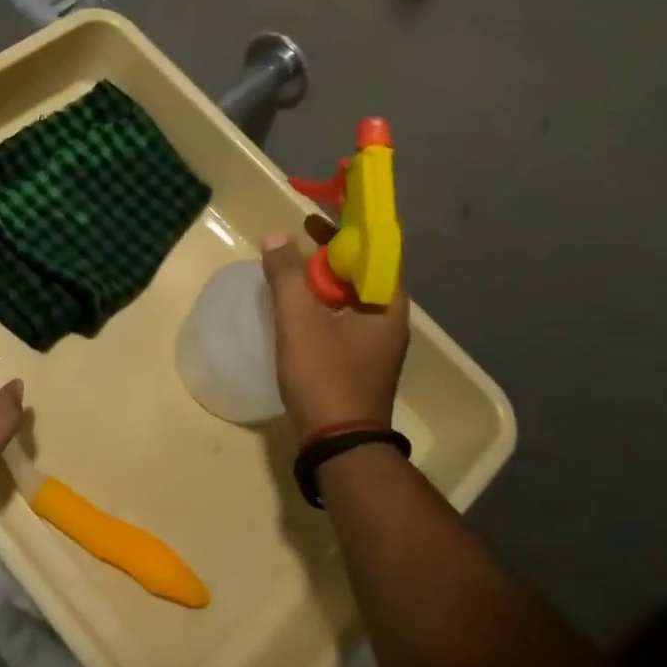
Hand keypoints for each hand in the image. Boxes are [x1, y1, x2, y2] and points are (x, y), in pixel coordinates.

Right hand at [261, 230, 408, 436]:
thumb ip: (287, 276)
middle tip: (300, 239)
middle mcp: (390, 321)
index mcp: (387, 305)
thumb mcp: (299, 322)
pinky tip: (300, 308)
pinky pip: (345, 319)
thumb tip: (276, 235)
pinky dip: (325, 304)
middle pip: (362, 273)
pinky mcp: (362, 362)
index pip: (375, 251)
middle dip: (332, 253)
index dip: (347, 230)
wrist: (338, 446)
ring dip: (326, 279)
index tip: (315, 220)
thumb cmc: (325, 377)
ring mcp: (378, 345)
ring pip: (352, 298)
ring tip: (295, 268)